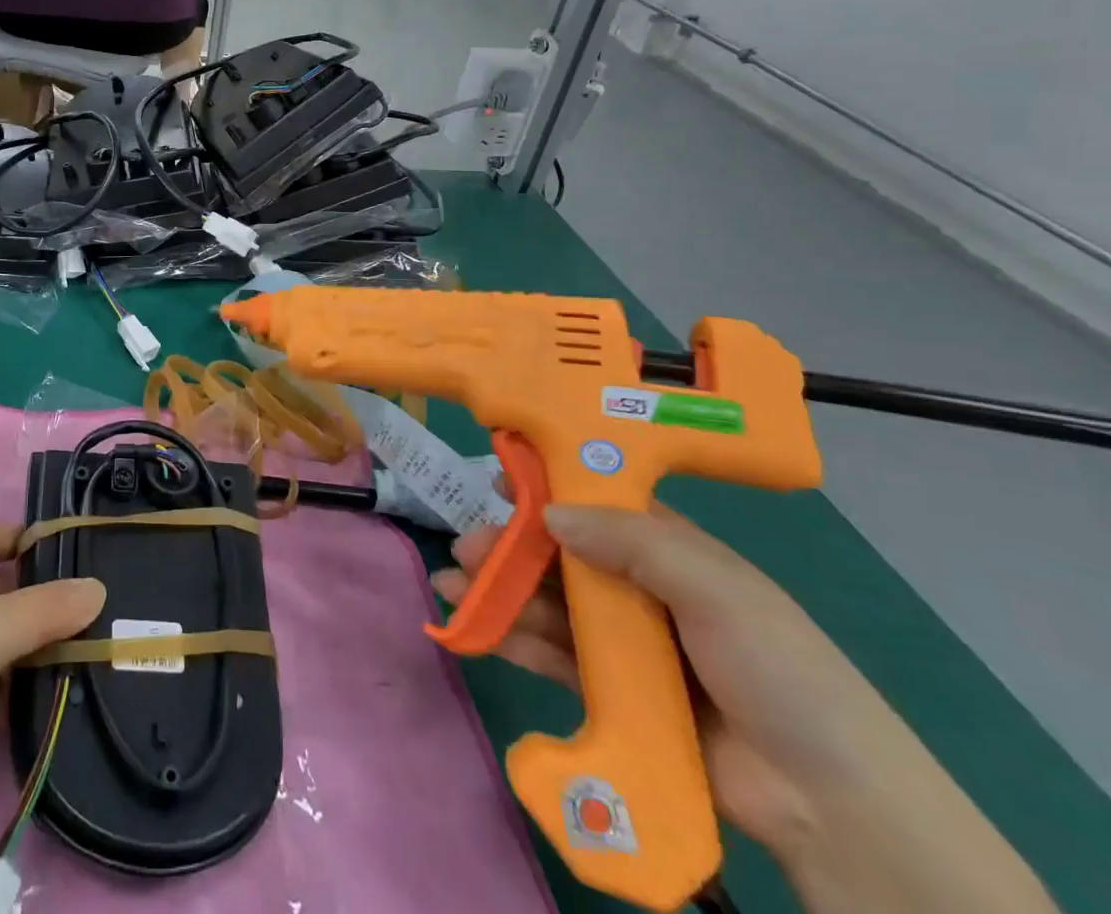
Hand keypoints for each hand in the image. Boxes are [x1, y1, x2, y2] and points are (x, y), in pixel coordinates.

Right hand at [433, 505, 1054, 913]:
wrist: (832, 806)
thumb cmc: (777, 670)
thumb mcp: (716, 588)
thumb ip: (632, 542)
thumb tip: (550, 512)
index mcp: (670, 553)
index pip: (598, 506)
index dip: (548, 489)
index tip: (498, 479)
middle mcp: (642, 590)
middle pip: (562, 557)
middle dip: (510, 548)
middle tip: (465, 548)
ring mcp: (627, 645)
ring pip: (550, 606)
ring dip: (501, 594)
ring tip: (453, 589)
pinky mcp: (614, 695)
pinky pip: (555, 657)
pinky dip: (516, 641)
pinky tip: (480, 632)